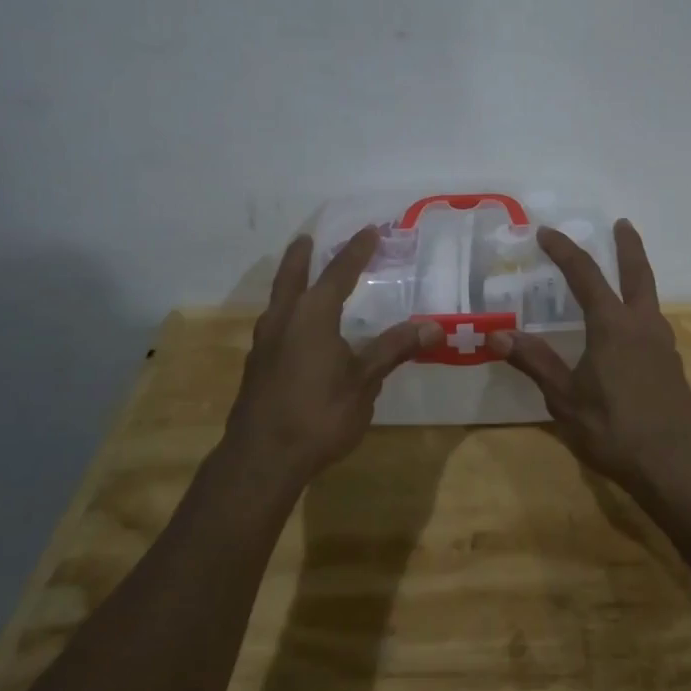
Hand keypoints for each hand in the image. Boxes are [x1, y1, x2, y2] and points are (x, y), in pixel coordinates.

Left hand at [223, 228, 442, 485]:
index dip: (356, 252)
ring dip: (290, 284)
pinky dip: (287, 312)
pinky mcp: (256, 367)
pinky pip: (274, 325)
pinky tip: (296, 331)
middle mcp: (283, 320)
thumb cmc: (319, 414)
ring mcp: (264, 343)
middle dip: (301, 257)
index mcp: (312, 315)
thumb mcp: (364, 382)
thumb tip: (434, 326)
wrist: (262, 459)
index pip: (338, 273)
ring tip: (301, 281)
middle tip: (307, 239)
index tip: (370, 231)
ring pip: (278, 301)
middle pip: (292, 277)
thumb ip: (394, 350)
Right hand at [490, 219, 690, 493]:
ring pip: (649, 296)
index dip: (564, 251)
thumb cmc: (613, 430)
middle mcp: (642, 324)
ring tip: (621, 273)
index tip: (546, 232)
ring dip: (636, 275)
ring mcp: (663, 344)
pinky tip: (628, 328)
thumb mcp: (564, 399)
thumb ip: (534, 362)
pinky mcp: (671, 364)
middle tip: (622, 223)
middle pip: (637, 273)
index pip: (585, 275)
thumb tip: (496, 335)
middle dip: (628, 245)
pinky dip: (638, 307)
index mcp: (613, 325)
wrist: (675, 466)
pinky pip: (652, 321)